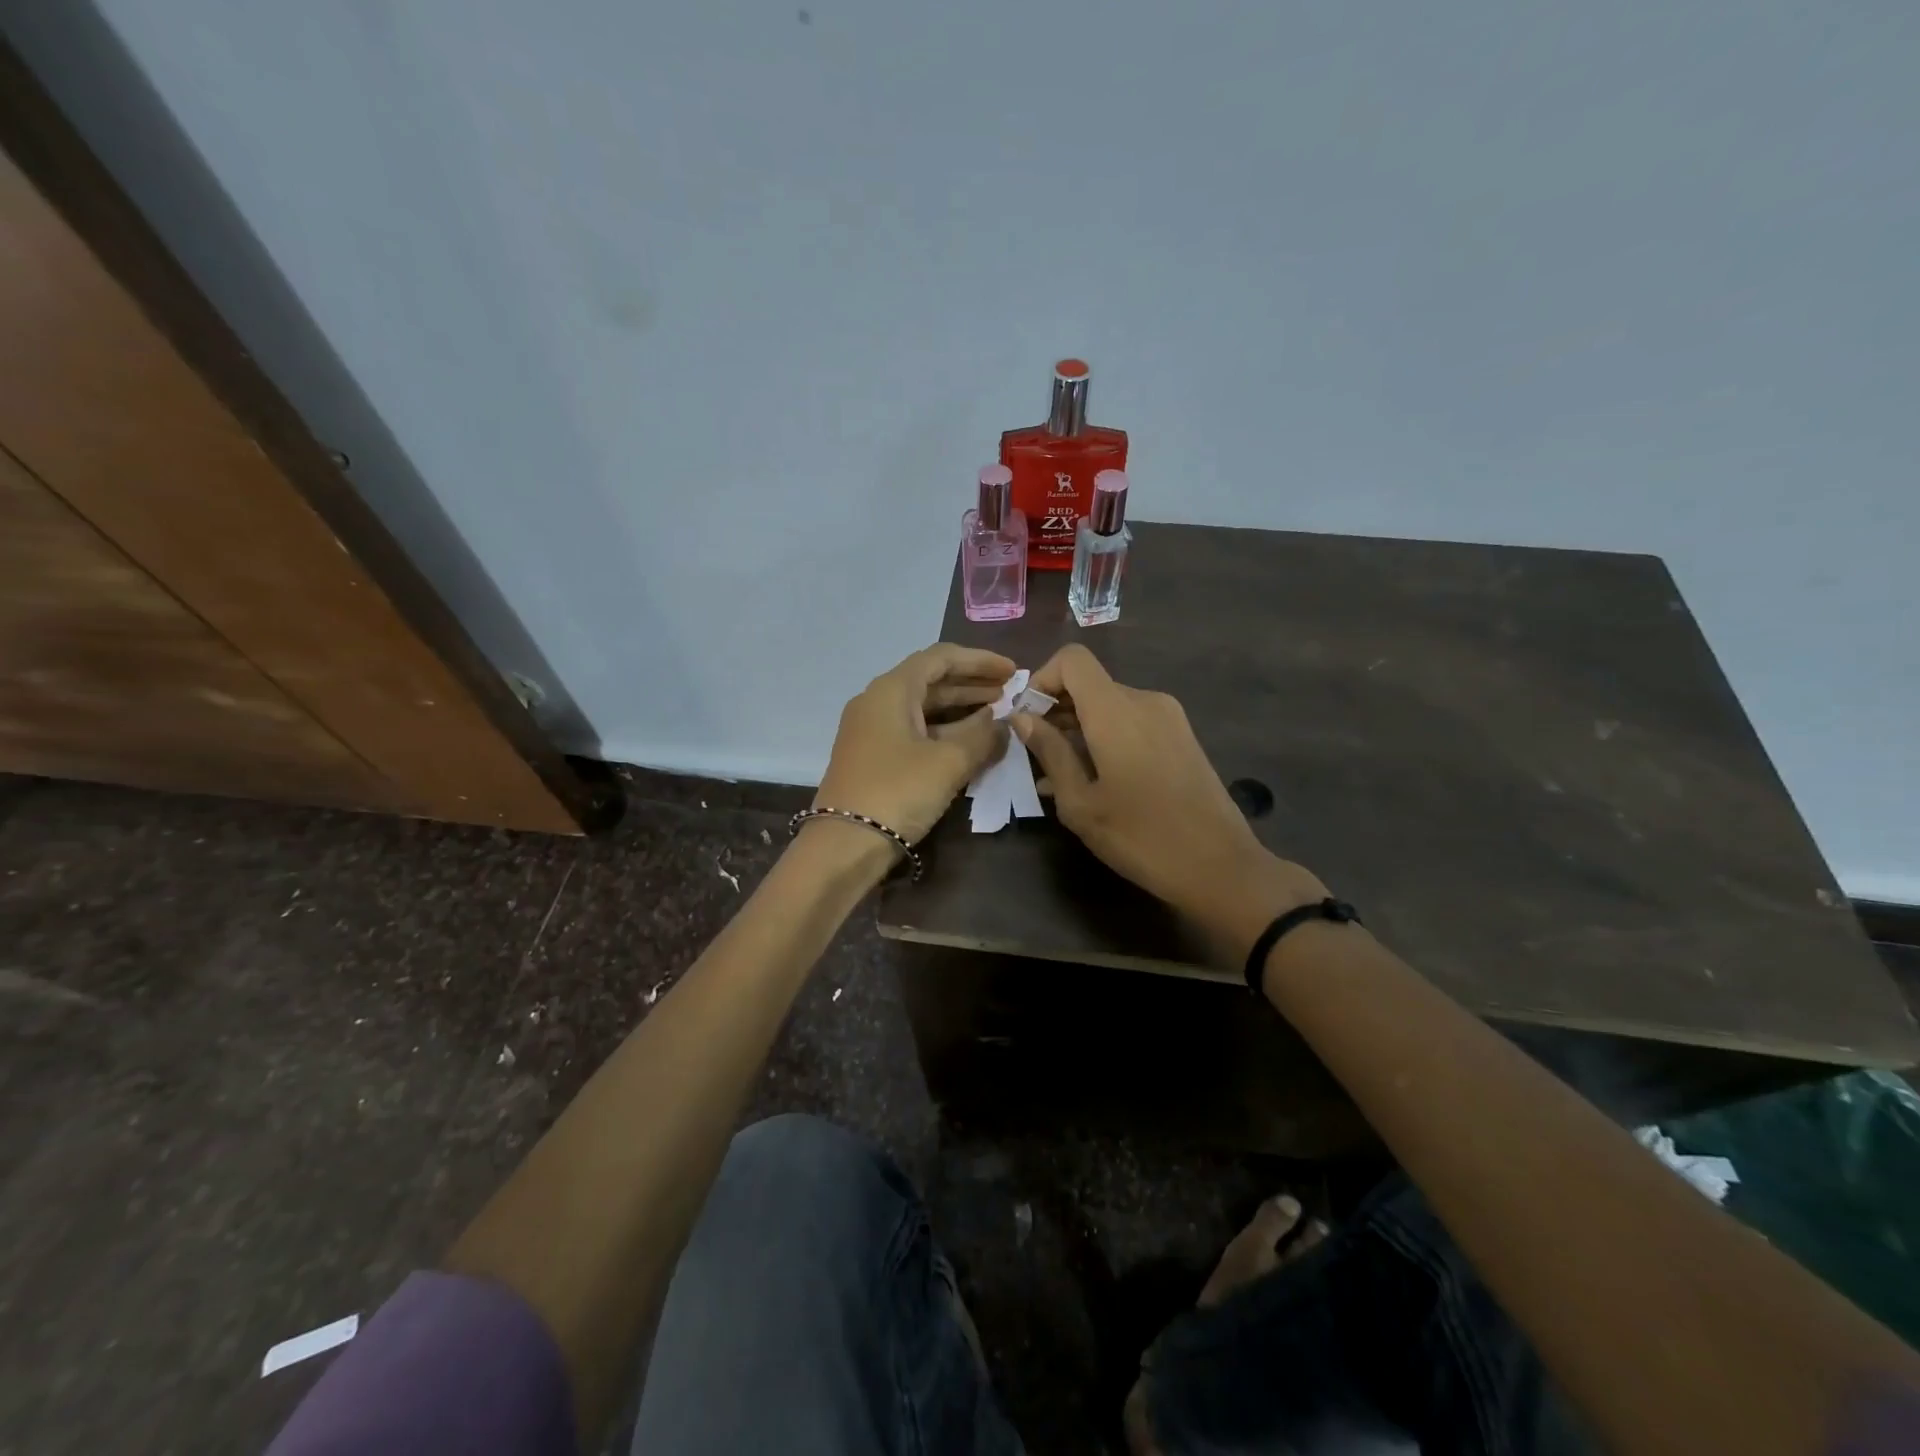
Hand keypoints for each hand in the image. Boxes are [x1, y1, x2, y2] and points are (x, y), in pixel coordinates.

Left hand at [812, 644, 1015, 845]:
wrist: (845, 843)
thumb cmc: (898, 791)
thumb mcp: (949, 762)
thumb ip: (983, 737)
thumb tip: (1004, 725)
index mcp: (892, 689)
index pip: (941, 658)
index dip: (980, 661)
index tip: (1012, 671)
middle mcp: (878, 702)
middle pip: (931, 680)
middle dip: (972, 684)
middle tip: (1010, 693)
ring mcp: (873, 731)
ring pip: (923, 708)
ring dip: (961, 709)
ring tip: (997, 715)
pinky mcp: (874, 757)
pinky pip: (915, 731)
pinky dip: (945, 731)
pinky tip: (970, 742)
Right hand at [1013, 645, 1324, 942]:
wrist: (1220, 867)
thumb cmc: (1140, 837)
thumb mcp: (1080, 802)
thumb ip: (1049, 752)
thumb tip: (1022, 717)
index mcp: (1116, 710)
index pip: (1072, 659)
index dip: (1042, 680)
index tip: (1028, 720)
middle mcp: (1145, 700)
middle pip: (1090, 684)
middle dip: (1057, 711)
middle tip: (1037, 757)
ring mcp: (1169, 718)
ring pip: (1110, 705)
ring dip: (1080, 730)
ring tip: (1062, 778)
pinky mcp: (1182, 737)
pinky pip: (1132, 723)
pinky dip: (1106, 739)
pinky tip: (1096, 782)